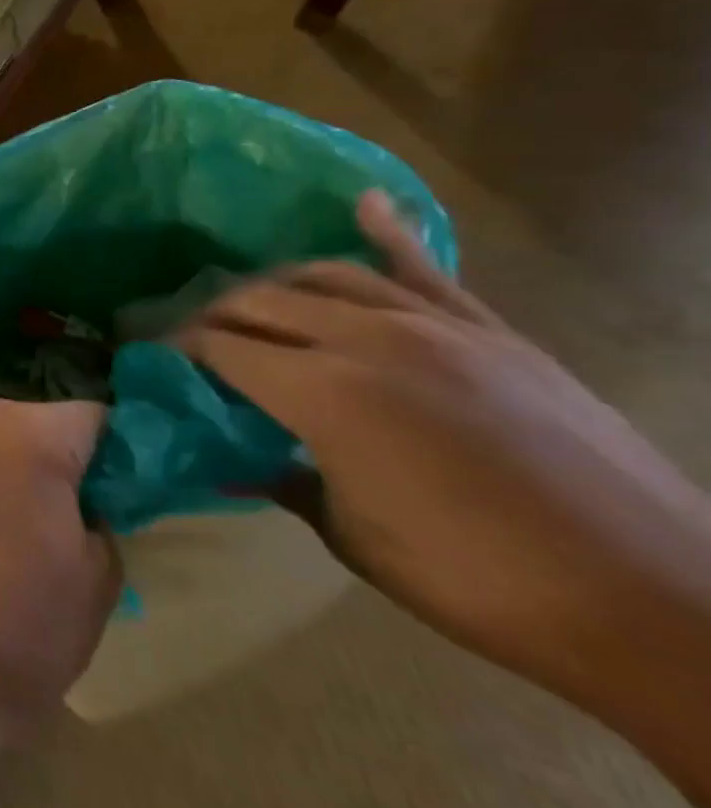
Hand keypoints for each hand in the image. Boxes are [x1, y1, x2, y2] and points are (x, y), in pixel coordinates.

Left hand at [0, 392, 119, 748]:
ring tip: (2, 527)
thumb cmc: (18, 629)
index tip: (114, 492)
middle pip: (29, 422)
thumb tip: (81, 502)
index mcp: (26, 430)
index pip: (91, 418)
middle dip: (49, 459)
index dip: (109, 455)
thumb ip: (100, 518)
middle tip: (58, 517)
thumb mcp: (96, 580)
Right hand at [175, 191, 710, 719]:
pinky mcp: (491, 331)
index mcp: (324, 394)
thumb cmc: (480, 583)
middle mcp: (368, 339)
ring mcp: (436, 327)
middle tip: (186, 337)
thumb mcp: (352, 537)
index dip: (174, 347)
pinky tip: (362, 204)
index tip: (146, 354)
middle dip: (209, 316)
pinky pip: (427, 269)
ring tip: (250, 304)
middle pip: (259, 302)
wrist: (659, 603)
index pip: (220, 347)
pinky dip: (389, 234)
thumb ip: (278, 476)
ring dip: (273, 285)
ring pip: (325, 275)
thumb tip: (226, 454)